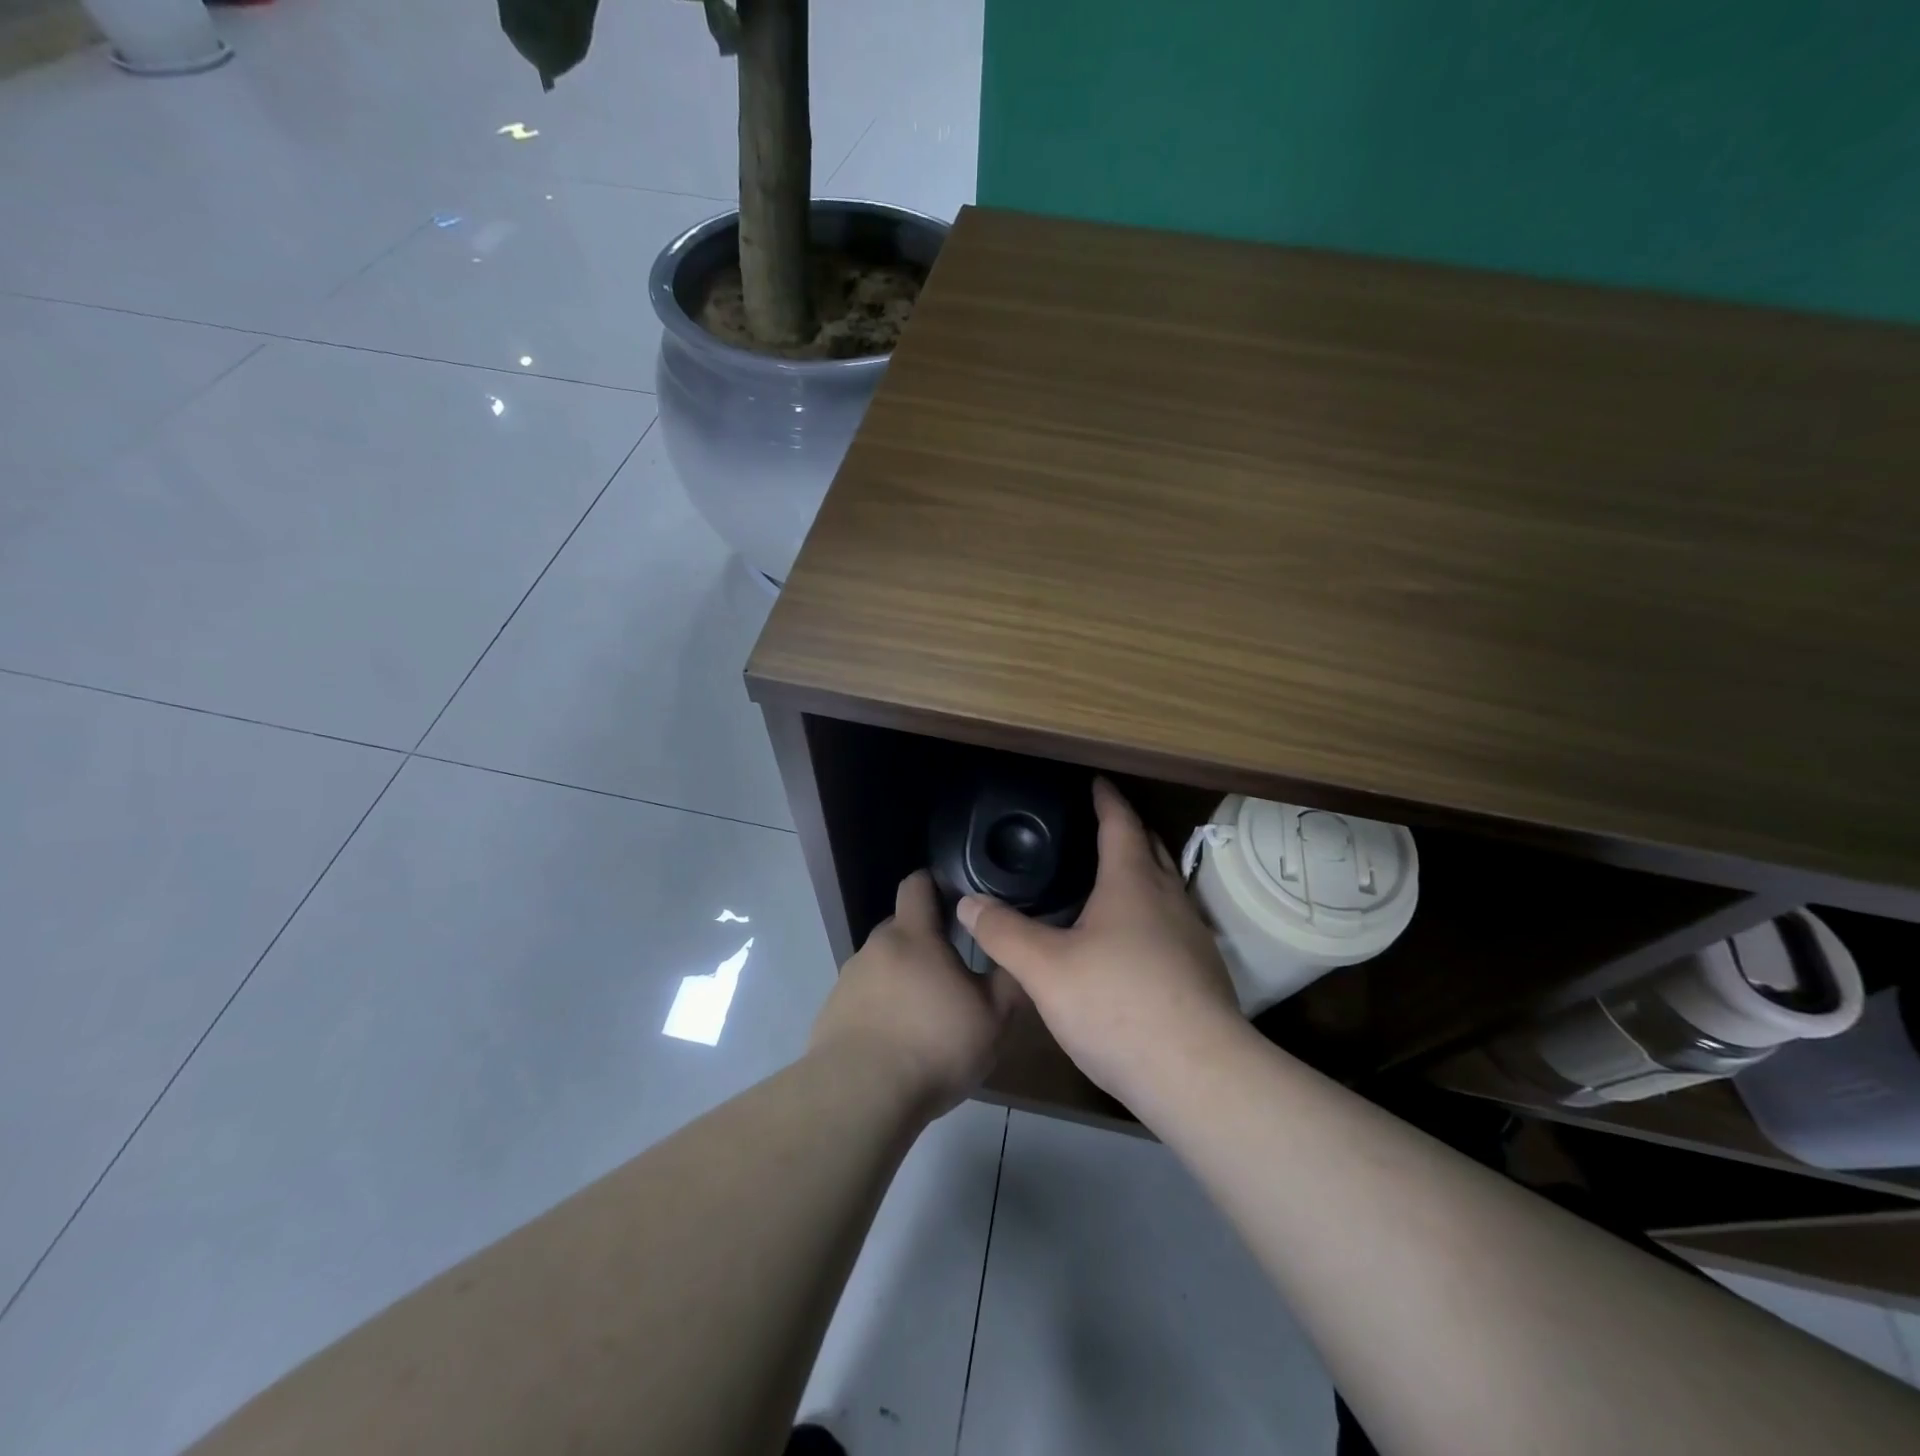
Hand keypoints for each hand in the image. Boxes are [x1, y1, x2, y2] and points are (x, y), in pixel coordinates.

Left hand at [810, 870, 1019, 1116]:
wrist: (860, 1096)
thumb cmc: (934, 1046)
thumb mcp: (993, 1018)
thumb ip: (1010, 979)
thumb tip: (1019, 953)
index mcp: (913, 935)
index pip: (917, 884)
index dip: (935, 884)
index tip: (957, 902)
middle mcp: (875, 947)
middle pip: (901, 927)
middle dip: (925, 941)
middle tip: (954, 972)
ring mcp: (848, 980)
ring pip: (883, 965)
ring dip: (903, 979)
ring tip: (926, 1016)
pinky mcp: (832, 1014)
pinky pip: (863, 999)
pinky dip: (881, 1009)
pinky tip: (897, 1044)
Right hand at [957, 778, 1243, 1109]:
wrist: (1197, 1075)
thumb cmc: (1117, 1005)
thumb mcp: (1045, 969)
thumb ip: (1004, 933)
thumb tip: (968, 903)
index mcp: (1132, 883)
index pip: (1120, 823)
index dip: (1105, 799)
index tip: (1095, 781)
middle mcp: (1168, 898)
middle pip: (1150, 848)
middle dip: (1126, 830)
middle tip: (1095, 826)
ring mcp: (1192, 934)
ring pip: (1165, 886)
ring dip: (1141, 871)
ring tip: (1108, 878)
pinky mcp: (1202, 969)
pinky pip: (1171, 921)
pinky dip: (1149, 911)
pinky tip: (1129, 940)